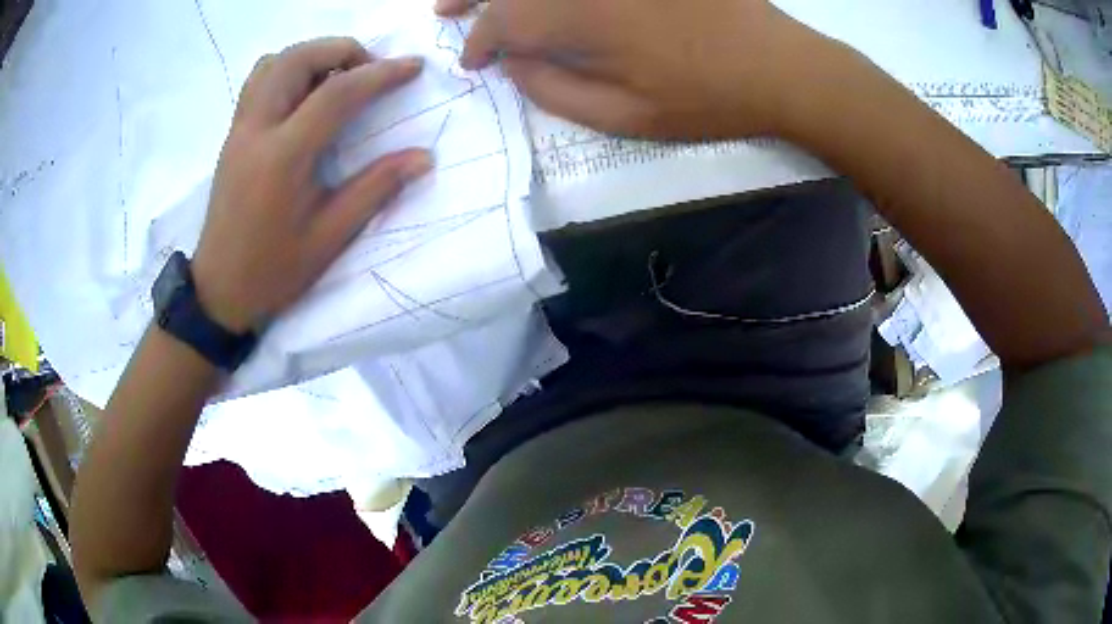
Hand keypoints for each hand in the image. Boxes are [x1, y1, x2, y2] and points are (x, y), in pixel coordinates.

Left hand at [192, 38, 431, 332]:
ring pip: (273, 63)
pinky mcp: (233, 136)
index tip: (413, 67)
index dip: (380, 74)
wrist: (220, 290)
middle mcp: (256, 130)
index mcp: (282, 157)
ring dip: (312, 56)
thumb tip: (424, 157)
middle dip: (341, 50)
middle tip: (370, 70)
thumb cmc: (274, 270)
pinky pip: (259, 81)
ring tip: (339, 76)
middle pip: (297, 59)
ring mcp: (239, 130)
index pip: (336, 93)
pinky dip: (288, 70)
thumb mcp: (329, 237)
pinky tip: (305, 94)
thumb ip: (375, 189)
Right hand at [436, 0, 824, 138]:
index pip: (503, 22)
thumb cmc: (705, 98)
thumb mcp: (624, 117)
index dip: (478, 42)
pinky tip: (545, 1)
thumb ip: (554, 91)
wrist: (779, 65)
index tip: (472, 62)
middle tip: (444, 8)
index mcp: (580, 17)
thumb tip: (514, 65)